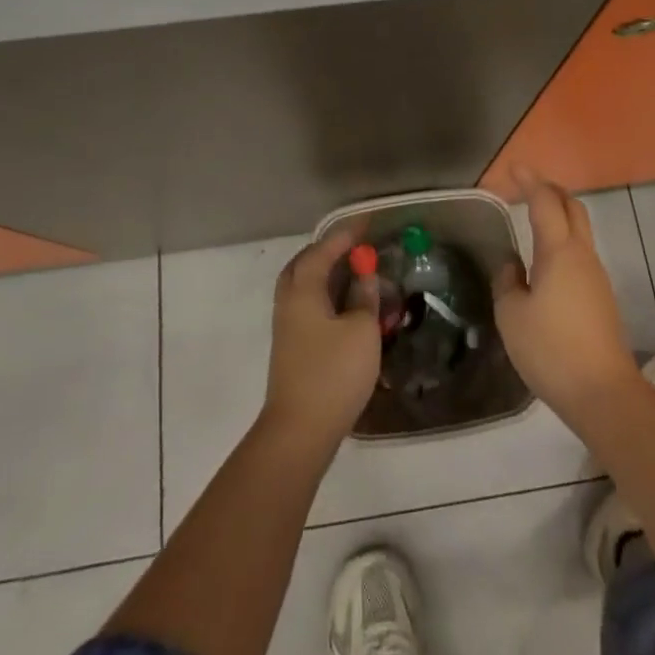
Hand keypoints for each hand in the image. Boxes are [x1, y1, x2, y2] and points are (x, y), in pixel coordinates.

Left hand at [262, 230, 380, 450]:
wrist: (299, 431)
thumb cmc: (333, 374)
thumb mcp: (361, 331)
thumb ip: (364, 298)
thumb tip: (364, 276)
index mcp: (303, 289)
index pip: (324, 250)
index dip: (346, 235)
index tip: (366, 223)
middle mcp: (289, 301)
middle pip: (304, 264)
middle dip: (328, 251)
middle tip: (354, 247)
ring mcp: (287, 326)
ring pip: (304, 286)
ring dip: (326, 275)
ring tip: (353, 273)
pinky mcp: (292, 347)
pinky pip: (308, 305)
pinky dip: (326, 296)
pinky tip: (346, 307)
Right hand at [494, 168, 639, 425]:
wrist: (603, 393)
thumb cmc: (551, 349)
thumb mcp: (512, 315)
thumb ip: (507, 281)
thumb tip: (512, 265)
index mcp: (559, 251)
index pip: (545, 202)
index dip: (529, 181)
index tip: (513, 168)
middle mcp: (582, 255)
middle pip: (573, 207)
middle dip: (551, 190)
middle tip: (527, 186)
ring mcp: (597, 276)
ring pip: (580, 230)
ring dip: (559, 215)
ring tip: (533, 218)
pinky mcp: (601, 297)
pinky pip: (581, 253)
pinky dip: (563, 240)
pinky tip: (546, 260)